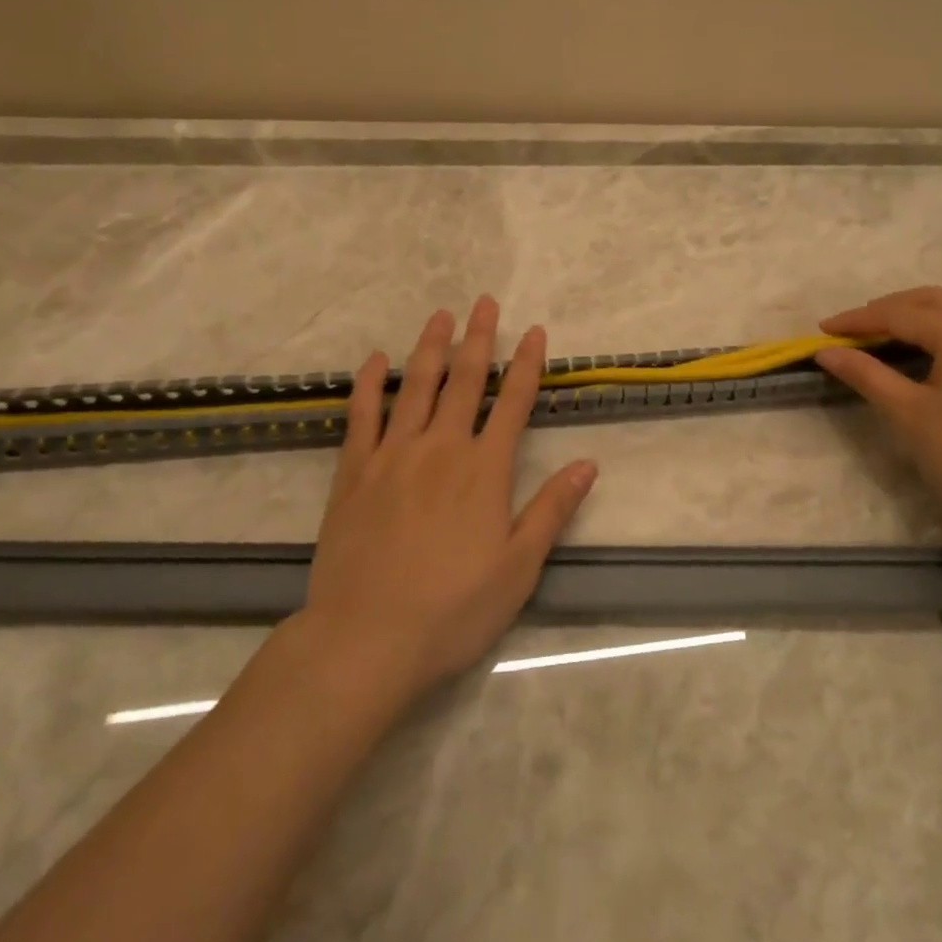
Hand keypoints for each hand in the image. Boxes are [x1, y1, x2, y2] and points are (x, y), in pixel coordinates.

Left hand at [298, 298, 597, 703]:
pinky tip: (374, 360)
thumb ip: (552, 509)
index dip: (526, 364)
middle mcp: (441, 448)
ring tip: (439, 315)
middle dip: (478, 338)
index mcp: (484, 470)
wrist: (367, 639)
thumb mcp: (519, 567)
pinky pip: (361, 416)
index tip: (533, 331)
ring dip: (429, 347)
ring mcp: (393, 455)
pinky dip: (369, 384)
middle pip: (464, 380)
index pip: (513, 402)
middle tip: (483, 302)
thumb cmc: (453, 609)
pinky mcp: (354, 472)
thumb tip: (588, 464)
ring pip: (415, 386)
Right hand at [815, 287, 941, 540]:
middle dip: (886, 309)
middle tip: (850, 329)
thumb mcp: (906, 412)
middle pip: (928, 301)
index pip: (898, 314)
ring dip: (916, 309)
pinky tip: (927, 340)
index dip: (857, 320)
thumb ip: (864, 373)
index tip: (822, 330)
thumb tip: (825, 351)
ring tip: (884, 328)